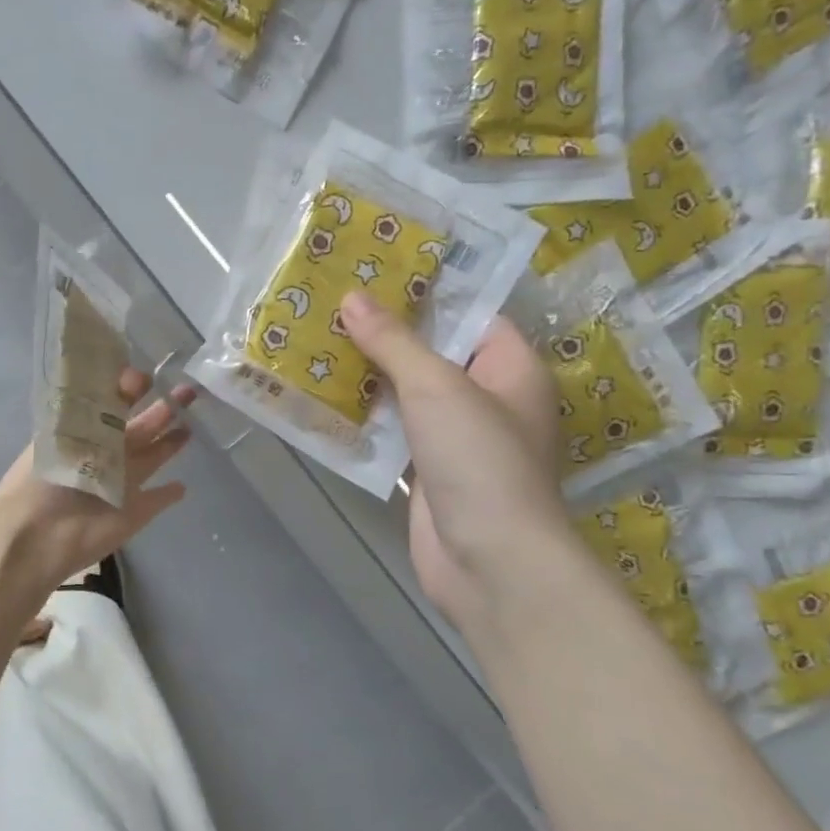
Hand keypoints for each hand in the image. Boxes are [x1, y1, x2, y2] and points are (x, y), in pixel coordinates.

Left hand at [0, 369, 193, 598]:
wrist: (36, 533)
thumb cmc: (44, 475)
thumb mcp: (67, 426)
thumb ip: (102, 403)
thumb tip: (132, 374)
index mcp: (85, 432)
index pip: (112, 405)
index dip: (130, 390)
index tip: (145, 377)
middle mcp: (106, 455)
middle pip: (140, 428)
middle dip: (163, 409)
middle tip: (187, 391)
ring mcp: (122, 484)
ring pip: (152, 458)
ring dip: (169, 444)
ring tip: (189, 426)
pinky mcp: (134, 513)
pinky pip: (156, 501)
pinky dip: (168, 495)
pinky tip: (181, 487)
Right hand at [340, 291, 567, 635]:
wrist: (487, 560)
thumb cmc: (478, 459)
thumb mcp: (436, 387)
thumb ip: (394, 341)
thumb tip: (352, 297)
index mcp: (511, 368)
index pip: (471, 314)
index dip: (427, 292)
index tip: (376, 271)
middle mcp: (489, 398)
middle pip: (434, 353)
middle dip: (387, 332)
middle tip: (334, 302)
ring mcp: (457, 438)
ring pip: (408, 393)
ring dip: (370, 374)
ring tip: (319, 340)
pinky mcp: (428, 470)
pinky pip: (394, 430)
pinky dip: (366, 415)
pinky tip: (324, 396)